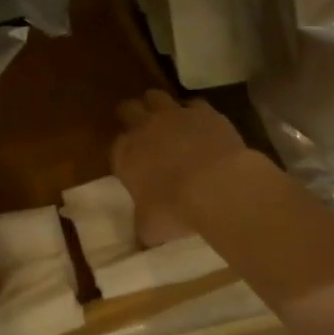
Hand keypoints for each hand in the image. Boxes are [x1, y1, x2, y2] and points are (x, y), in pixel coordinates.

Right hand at [113, 91, 255, 245]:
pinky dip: (196, 113)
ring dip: (160, 107)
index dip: (124, 153)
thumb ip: (143, 226)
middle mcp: (145, 127)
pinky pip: (194, 104)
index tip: (132, 164)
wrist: (216, 185)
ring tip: (169, 121)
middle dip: (133, 116)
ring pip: (157, 96)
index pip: (117, 146)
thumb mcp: (151, 228)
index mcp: (126, 153)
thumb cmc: (174, 209)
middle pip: (129, 109)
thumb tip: (142, 238)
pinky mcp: (204, 111)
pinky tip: (203, 126)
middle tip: (143, 131)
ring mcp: (175, 115)